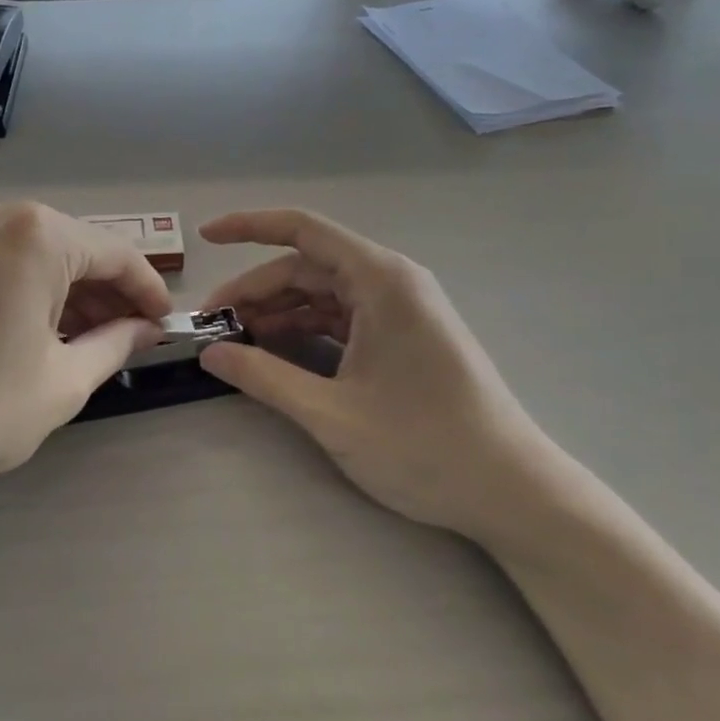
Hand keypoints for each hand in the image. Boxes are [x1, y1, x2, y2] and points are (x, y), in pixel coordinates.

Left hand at [0, 198, 171, 515]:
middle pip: (73, 247)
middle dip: (107, 292)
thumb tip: (146, 328)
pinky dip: (28, 287)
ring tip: (89, 341)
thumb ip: (115, 343)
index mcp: (36, 234)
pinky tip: (40, 328)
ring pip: (35, 252)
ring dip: (68, 291)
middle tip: (130, 338)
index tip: (165, 324)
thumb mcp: (62, 382)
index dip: (148, 290)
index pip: (115, 253)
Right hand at [198, 209, 551, 540]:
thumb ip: (264, 378)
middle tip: (212, 326)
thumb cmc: (426, 447)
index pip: (302, 230)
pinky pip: (341, 317)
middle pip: (307, 267)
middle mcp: (391, 281)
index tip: (206, 237)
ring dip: (278, 312)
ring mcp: (399, 309)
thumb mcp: (332, 414)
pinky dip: (304, 330)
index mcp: (380, 279)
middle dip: (255, 291)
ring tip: (236, 342)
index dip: (248, 227)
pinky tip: (275, 353)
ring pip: (322, 293)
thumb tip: (209, 355)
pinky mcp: (403, 335)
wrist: (513, 493)